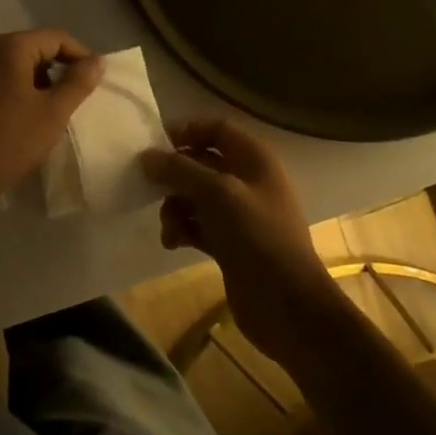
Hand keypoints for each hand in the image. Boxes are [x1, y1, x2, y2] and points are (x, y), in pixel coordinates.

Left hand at [0, 29, 102, 202]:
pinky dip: (15, 92)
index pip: (56, 37)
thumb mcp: (52, 113)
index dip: (80, 55)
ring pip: (14, 67)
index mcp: (10, 47)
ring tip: (49, 113)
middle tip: (73, 100)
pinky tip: (19, 121)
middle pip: (34, 49)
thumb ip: (77, 83)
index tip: (94, 81)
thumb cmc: (8, 140)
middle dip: (57, 70)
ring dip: (36, 83)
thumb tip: (96, 60)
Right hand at [141, 119, 325, 362]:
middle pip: (201, 163)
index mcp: (254, 160)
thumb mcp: (216, 194)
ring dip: (174, 207)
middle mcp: (247, 181)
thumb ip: (179, 170)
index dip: (187, 131)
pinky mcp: (230, 243)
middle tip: (148, 186)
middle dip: (174, 175)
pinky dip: (182, 229)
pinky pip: (196, 225)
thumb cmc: (257, 236)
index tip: (156, 143)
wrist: (288, 306)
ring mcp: (239, 214)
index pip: (217, 129)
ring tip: (169, 226)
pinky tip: (173, 243)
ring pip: (194, 196)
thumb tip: (147, 156)